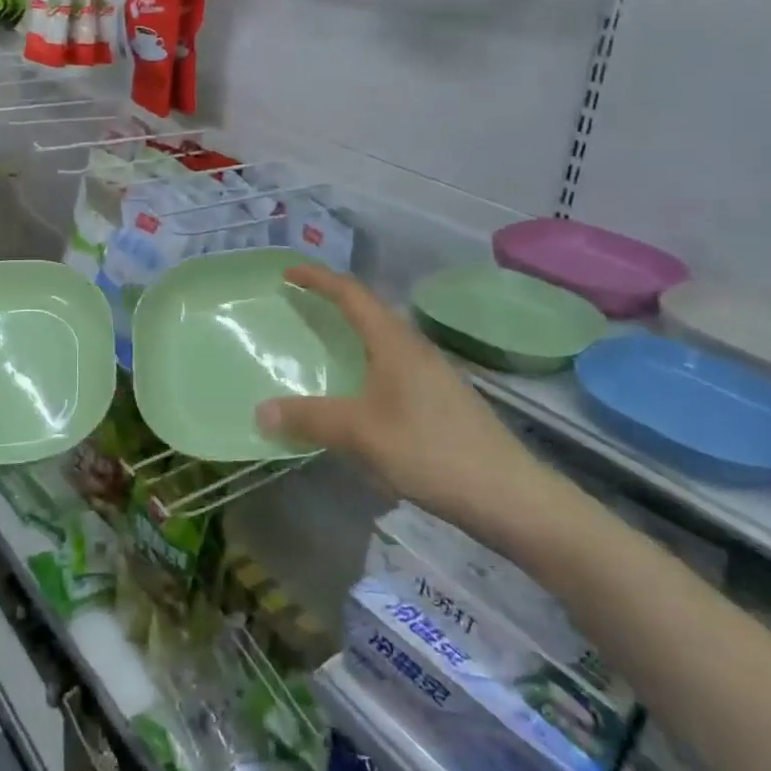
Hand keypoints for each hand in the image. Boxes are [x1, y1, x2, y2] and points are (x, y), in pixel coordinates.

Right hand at [257, 265, 576, 558]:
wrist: (509, 495)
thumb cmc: (431, 451)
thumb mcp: (361, 434)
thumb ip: (309, 419)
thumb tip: (260, 410)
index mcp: (395, 342)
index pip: (352, 294)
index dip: (318, 279)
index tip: (287, 275)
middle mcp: (415, 348)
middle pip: (369, 311)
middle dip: (333, 303)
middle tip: (298, 309)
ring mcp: (432, 374)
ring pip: (383, 341)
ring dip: (351, 335)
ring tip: (322, 347)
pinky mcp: (441, 400)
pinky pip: (392, 366)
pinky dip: (365, 365)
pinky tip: (358, 396)